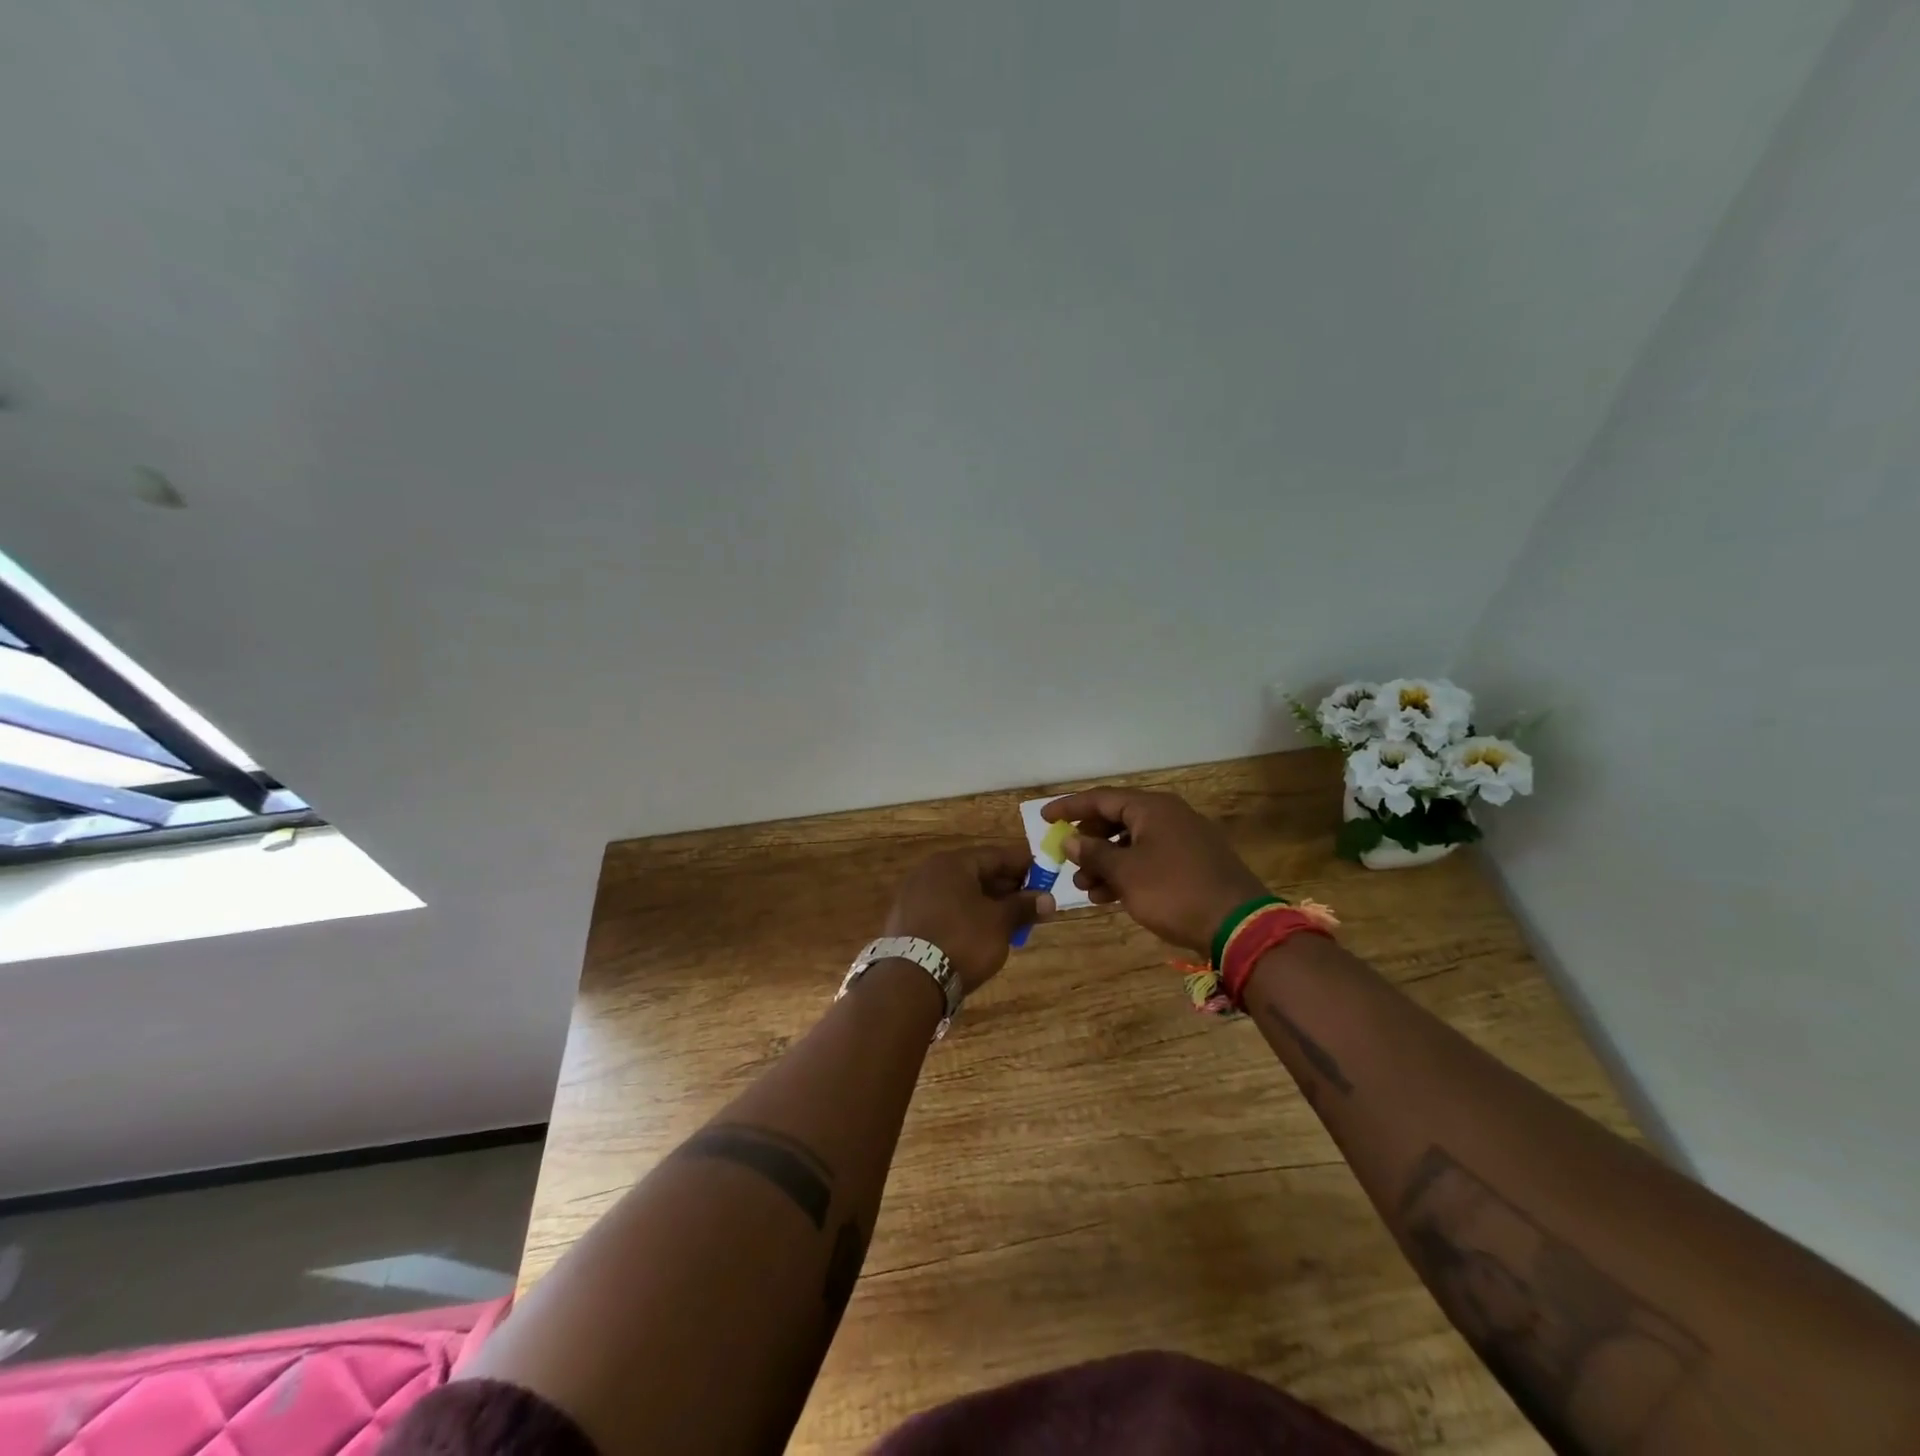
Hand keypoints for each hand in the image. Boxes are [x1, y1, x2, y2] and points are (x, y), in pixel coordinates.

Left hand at [883, 844, 1054, 996]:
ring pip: (960, 892)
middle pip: (976, 872)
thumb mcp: (1000, 923)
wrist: (911, 980)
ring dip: (986, 903)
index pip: (996, 855)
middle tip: (1030, 902)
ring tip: (1010, 921)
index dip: (1023, 865)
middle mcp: (929, 871)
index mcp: (952, 863)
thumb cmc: (962, 940)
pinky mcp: (906, 920)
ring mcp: (913, 895)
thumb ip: (1023, 907)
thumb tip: (1048, 899)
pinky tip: (981, 933)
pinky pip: (944, 909)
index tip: (1045, 876)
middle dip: (1005, 887)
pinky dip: (965, 915)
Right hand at [1042, 788, 1266, 955]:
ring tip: (1085, 888)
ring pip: (1132, 843)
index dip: (1069, 807)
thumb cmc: (1174, 891)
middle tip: (1067, 859)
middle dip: (1088, 841)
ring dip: (1105, 862)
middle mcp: (1168, 816)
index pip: (1101, 798)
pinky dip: (1127, 873)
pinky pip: (1150, 859)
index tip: (1043, 818)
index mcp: (1152, 808)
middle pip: (1116, 819)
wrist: (1238, 925)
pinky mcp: (1193, 863)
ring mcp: (1184, 839)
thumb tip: (1070, 839)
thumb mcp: (1126, 873)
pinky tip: (1110, 897)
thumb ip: (1094, 853)